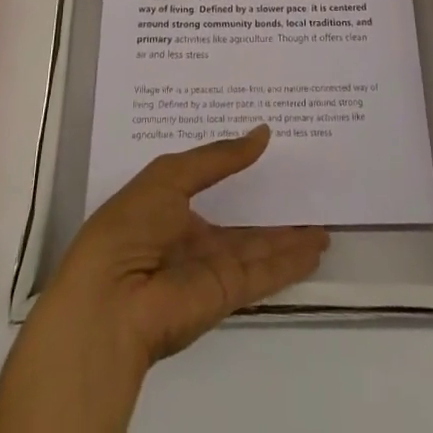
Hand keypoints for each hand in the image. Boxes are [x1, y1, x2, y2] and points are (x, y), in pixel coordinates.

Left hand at [0, 128, 327, 432]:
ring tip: (322, 226)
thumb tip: (262, 132)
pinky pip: (264, 273)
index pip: (210, 182)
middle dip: (270, 210)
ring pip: (258, 249)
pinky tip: (314, 249)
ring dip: (289, 239)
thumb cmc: (130, 224)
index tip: (267, 148)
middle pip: (240, 222)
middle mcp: (191, 237)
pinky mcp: (226, 294)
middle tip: (304, 189)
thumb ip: (219, 157)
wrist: (111, 301)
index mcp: (169, 205)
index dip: (236, 166)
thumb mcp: (170, 174)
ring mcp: (210, 268)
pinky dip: (290, 262)